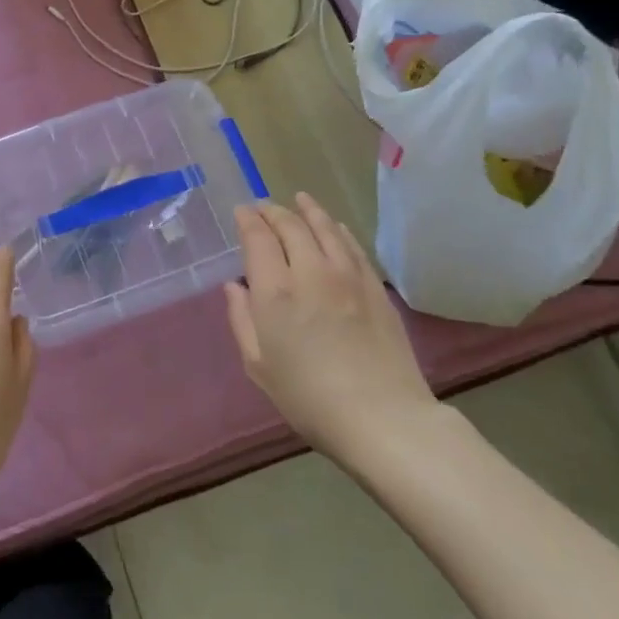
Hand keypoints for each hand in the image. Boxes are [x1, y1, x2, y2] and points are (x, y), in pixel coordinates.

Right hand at [225, 194, 441, 463]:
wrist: (383, 418)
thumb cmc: (309, 398)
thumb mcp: (259, 366)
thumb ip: (242, 320)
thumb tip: (234, 287)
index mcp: (275, 291)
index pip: (258, 237)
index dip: (248, 220)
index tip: (242, 212)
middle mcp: (310, 271)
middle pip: (290, 225)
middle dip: (273, 212)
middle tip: (263, 207)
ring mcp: (347, 275)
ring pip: (325, 227)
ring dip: (308, 210)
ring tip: (299, 199)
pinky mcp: (374, 286)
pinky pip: (352, 245)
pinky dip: (337, 229)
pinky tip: (334, 226)